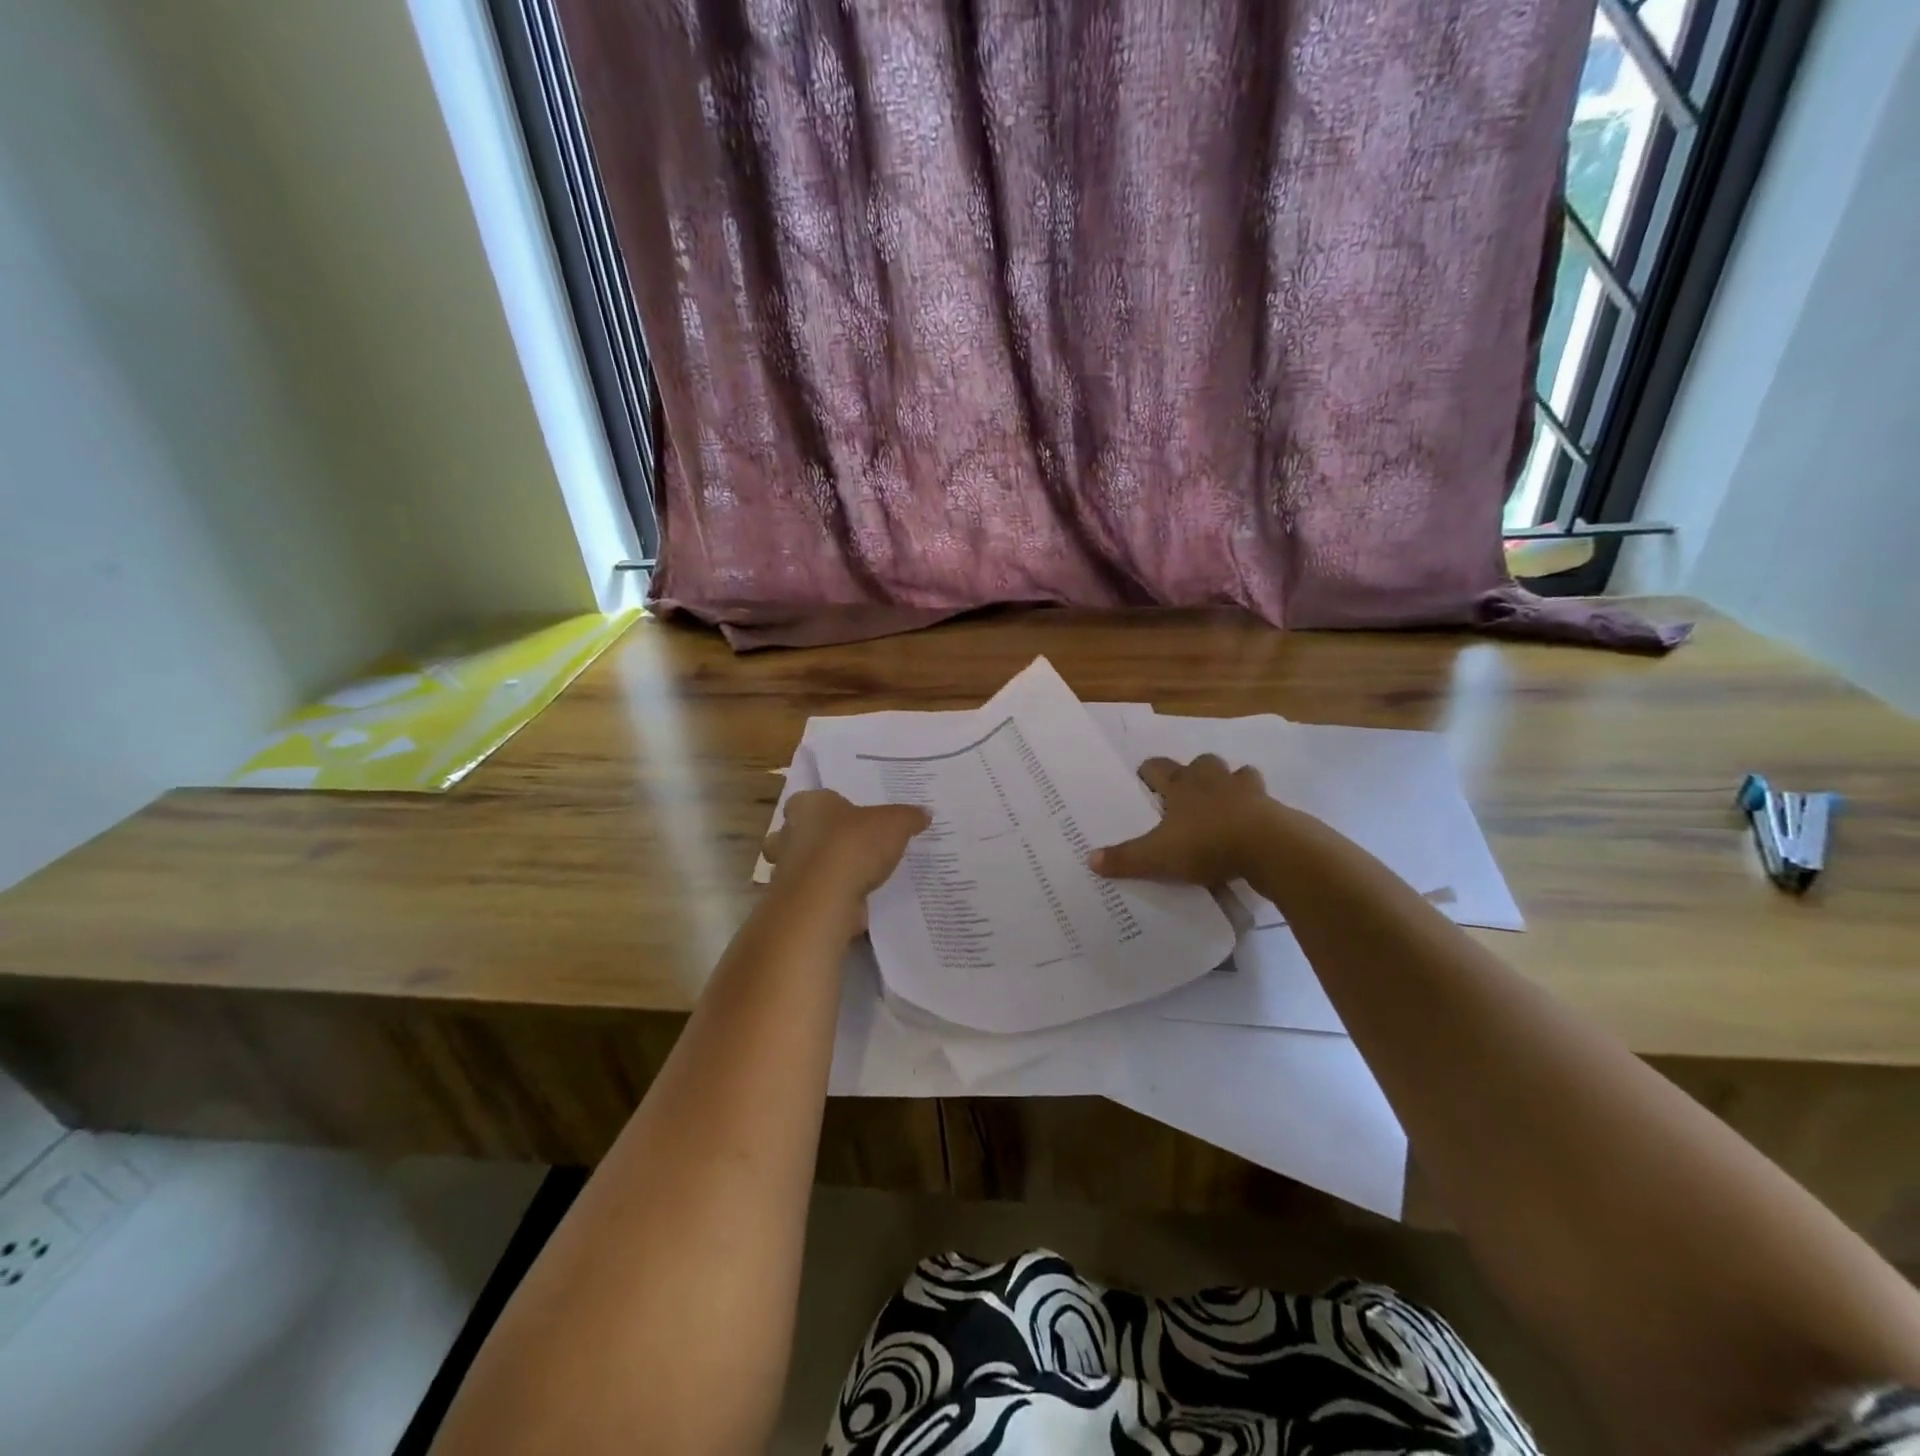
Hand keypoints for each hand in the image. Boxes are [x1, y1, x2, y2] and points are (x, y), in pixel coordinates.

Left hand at [761, 790, 930, 907]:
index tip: (850, 817)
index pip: (812, 799)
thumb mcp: (895, 824)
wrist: (825, 898)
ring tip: (854, 876)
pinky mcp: (793, 900)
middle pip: (802, 831)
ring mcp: (786, 869)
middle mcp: (789, 833)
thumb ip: (909, 817)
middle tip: (850, 845)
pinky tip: (851, 901)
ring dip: (822, 870)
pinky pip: (812, 894)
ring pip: (802, 864)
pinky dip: (828, 896)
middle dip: (821, 838)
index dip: (831, 807)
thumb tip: (925, 814)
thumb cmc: (854, 845)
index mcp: (808, 805)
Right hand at [1090, 755, 1276, 884]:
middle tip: (1186, 797)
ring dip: (1230, 785)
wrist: (1269, 846)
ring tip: (1223, 808)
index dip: (1148, 772)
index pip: (1157, 766)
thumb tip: (1089, 859)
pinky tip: (1251, 827)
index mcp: (1181, 785)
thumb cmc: (1207, 843)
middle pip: (1201, 763)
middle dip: (1194, 774)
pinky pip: (1263, 800)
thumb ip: (1126, 858)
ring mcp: (1246, 789)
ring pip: (1237, 775)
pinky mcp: (1272, 806)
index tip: (1144, 782)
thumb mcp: (1158, 857)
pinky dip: (1256, 809)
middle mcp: (1212, 779)